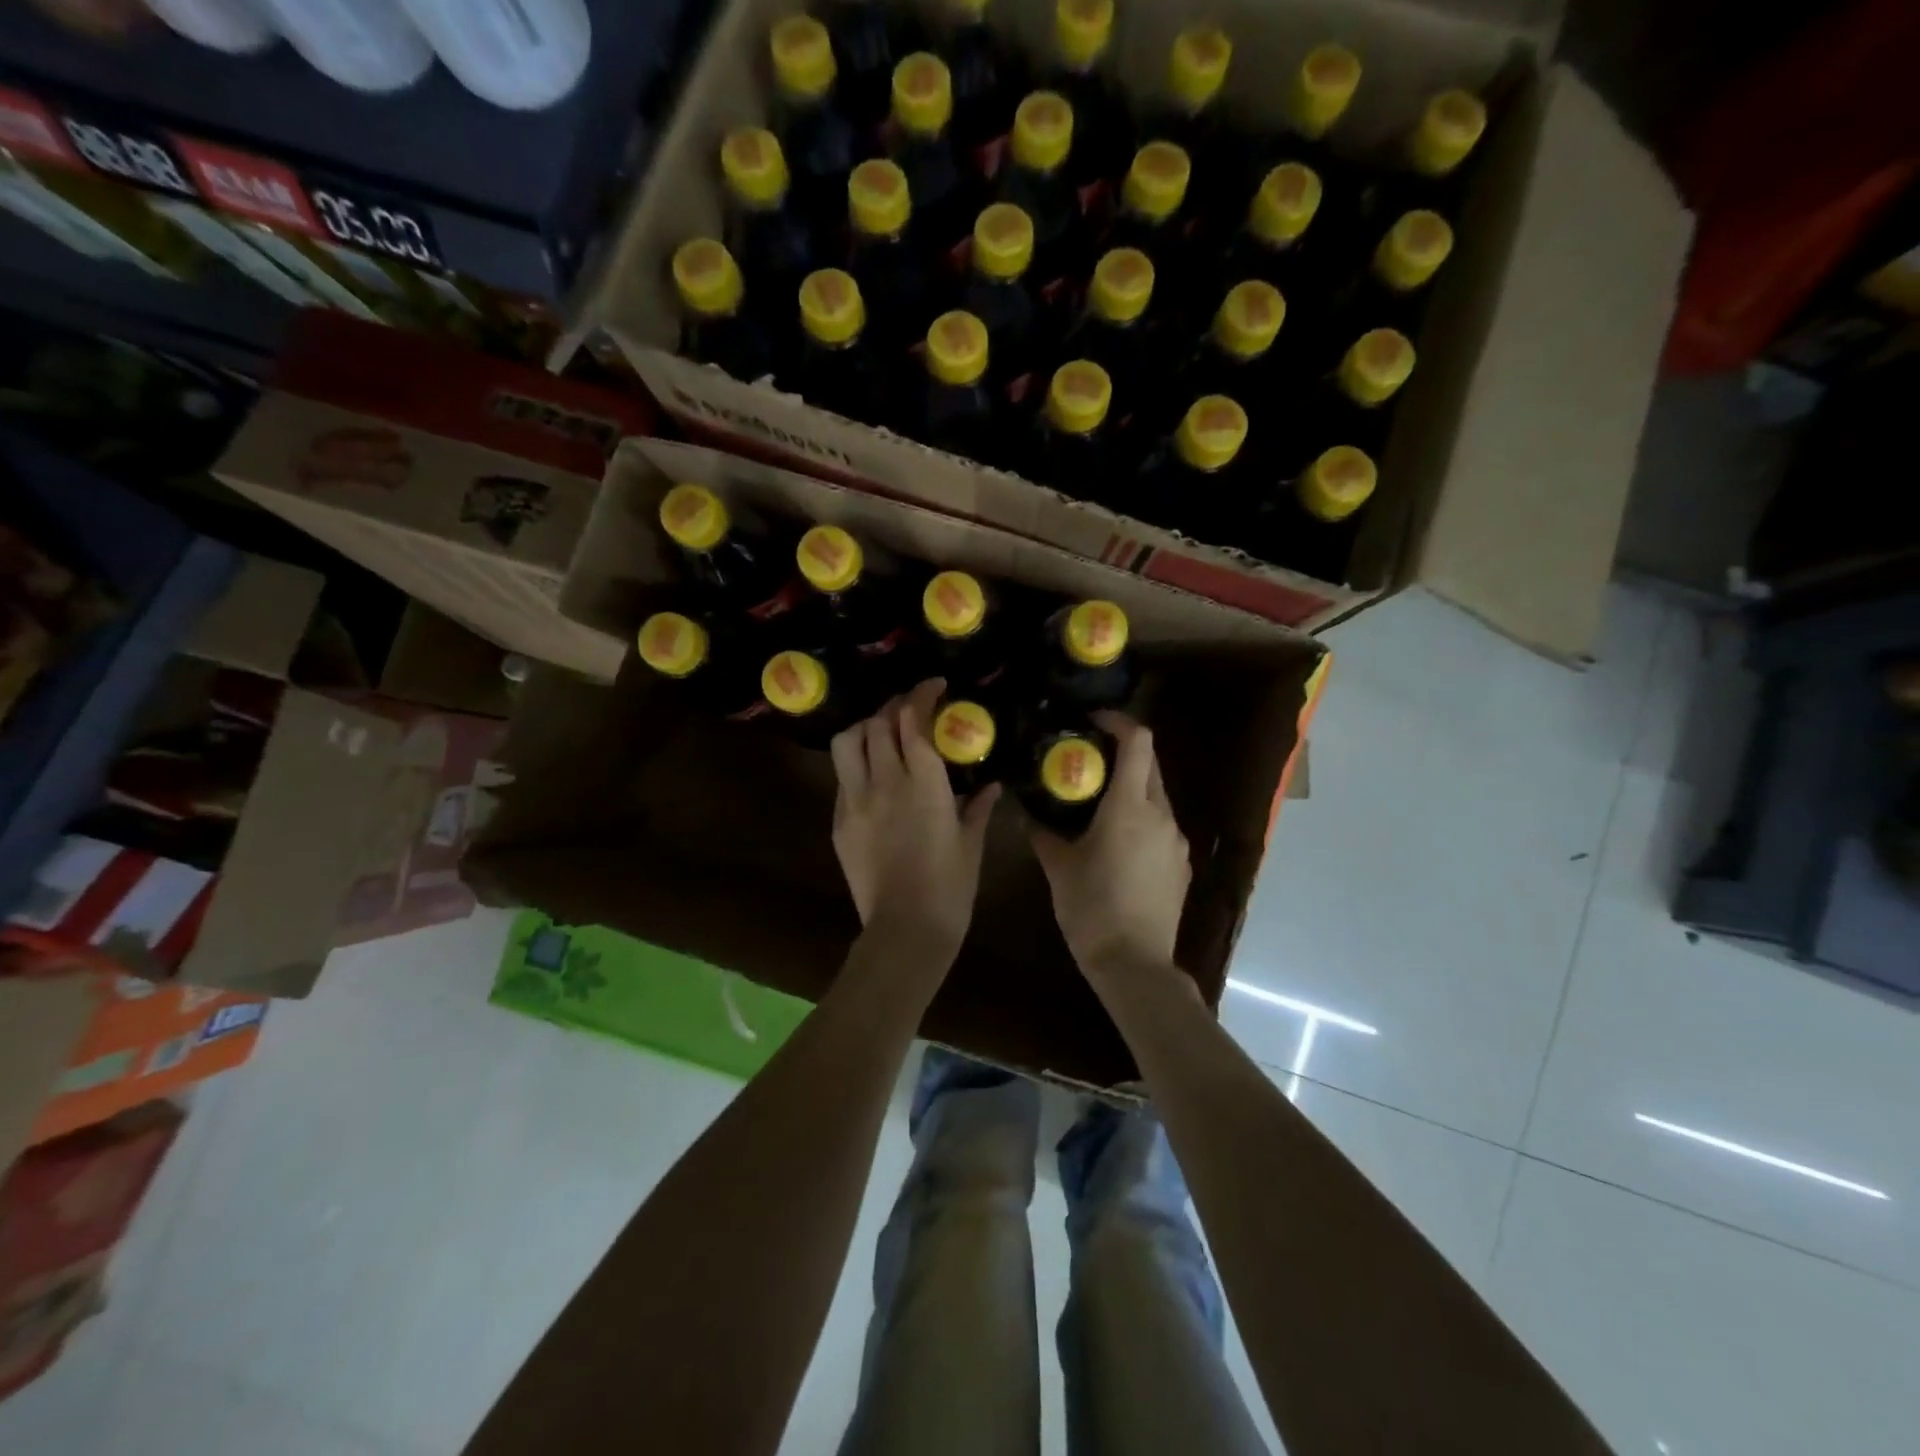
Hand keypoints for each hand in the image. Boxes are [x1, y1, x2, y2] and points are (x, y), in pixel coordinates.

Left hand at [830, 679, 999, 964]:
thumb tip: (991, 785)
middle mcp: (885, 782)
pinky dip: (857, 763)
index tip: (934, 687)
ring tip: (882, 733)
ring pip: (848, 742)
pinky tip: (873, 775)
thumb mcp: (971, 843)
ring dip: (866, 727)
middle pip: (878, 723)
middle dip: (894, 706)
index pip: (913, 720)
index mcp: (924, 783)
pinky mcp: (839, 821)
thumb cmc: (950, 887)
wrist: (906, 930)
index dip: (921, 695)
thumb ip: (978, 806)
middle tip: (910, 708)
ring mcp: (855, 800)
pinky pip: (842, 777)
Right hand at [1031, 710, 1190, 979]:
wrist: (1135, 964)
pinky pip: (1162, 826)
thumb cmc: (1091, 909)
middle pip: (1150, 765)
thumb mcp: (1058, 867)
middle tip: (1088, 761)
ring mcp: (1176, 840)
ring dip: (1132, 789)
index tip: (1093, 721)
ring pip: (1157, 796)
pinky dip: (1142, 819)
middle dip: (1122, 754)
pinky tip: (1119, 843)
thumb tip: (1026, 812)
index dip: (1119, 722)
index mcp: (1130, 807)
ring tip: (1099, 804)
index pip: (1138, 742)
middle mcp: (1161, 815)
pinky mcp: (1181, 864)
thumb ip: (1042, 832)